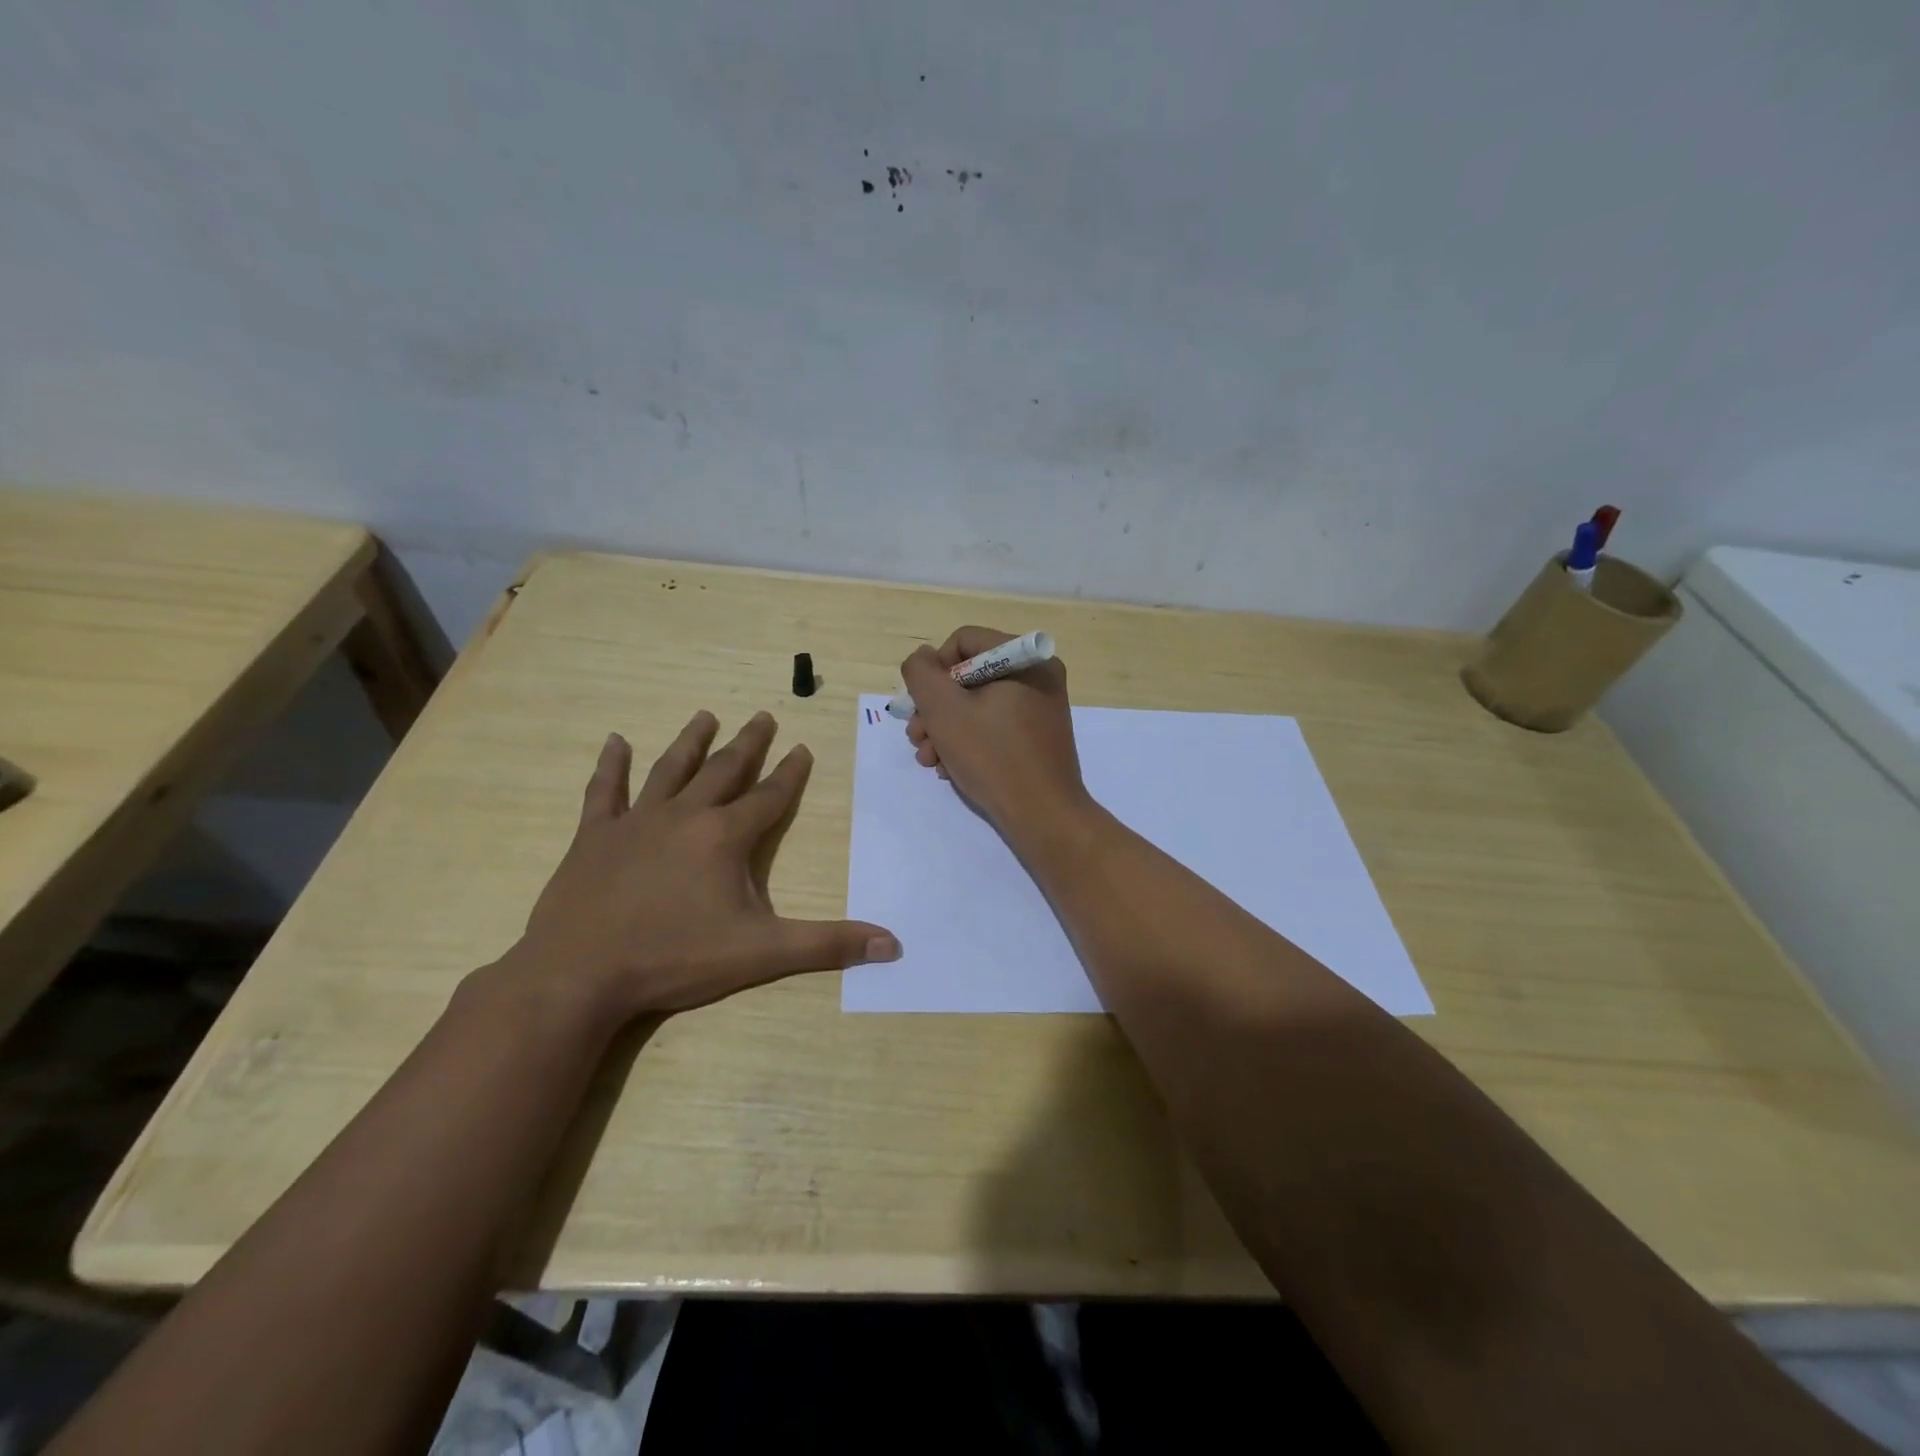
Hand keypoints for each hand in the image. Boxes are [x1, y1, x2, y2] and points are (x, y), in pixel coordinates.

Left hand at [509, 712, 899, 1016]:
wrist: (579, 974)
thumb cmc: (675, 959)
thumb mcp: (761, 954)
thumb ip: (827, 945)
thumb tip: (892, 945)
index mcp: (725, 837)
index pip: (769, 796)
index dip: (790, 772)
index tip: (802, 747)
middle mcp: (684, 816)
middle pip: (724, 770)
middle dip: (748, 744)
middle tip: (763, 715)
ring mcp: (635, 822)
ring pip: (669, 769)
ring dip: (691, 741)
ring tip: (706, 715)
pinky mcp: (593, 837)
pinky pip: (604, 792)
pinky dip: (610, 766)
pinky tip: (615, 742)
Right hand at [901, 626, 1089, 838]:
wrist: (1043, 816)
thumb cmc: (993, 757)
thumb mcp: (944, 710)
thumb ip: (922, 674)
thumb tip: (923, 658)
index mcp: (1024, 659)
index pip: (963, 642)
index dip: (934, 671)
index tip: (921, 705)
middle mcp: (1038, 676)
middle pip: (968, 676)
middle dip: (935, 708)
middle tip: (916, 738)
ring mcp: (1040, 708)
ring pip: (977, 705)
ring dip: (945, 730)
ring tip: (929, 760)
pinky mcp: (1038, 737)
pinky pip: (994, 726)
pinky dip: (968, 743)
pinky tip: (950, 769)